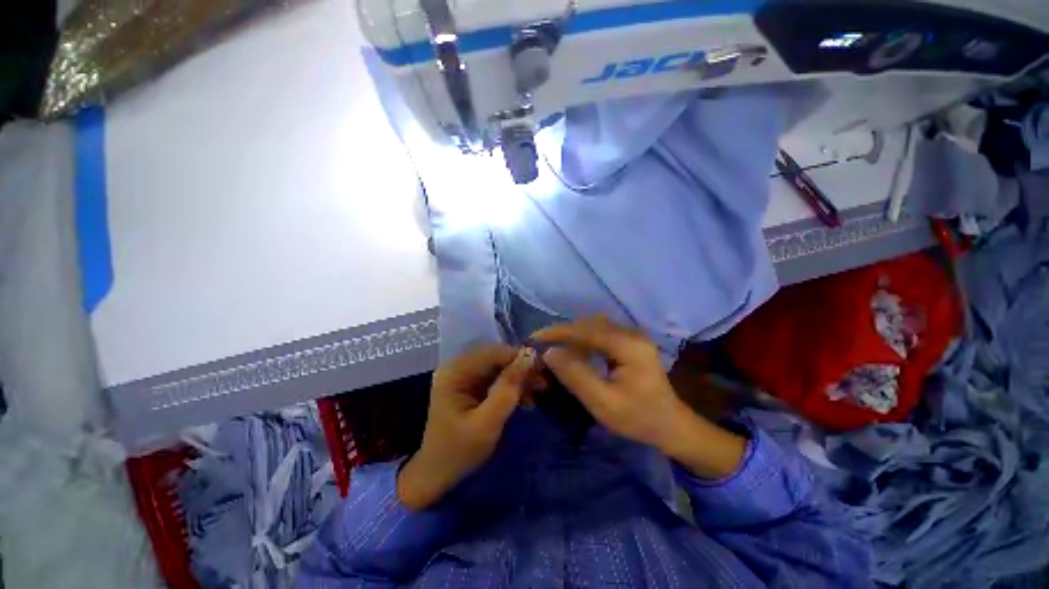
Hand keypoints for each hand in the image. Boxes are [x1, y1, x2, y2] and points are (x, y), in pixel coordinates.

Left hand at [398, 346, 535, 510]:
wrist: (437, 476)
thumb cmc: (459, 452)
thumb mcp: (487, 423)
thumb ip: (507, 389)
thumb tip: (529, 357)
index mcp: (454, 373)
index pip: (491, 353)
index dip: (518, 356)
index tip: (543, 368)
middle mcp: (457, 367)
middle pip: (495, 357)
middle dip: (520, 367)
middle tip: (543, 381)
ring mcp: (463, 376)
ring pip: (498, 366)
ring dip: (519, 376)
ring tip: (540, 389)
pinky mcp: (470, 386)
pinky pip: (496, 377)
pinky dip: (512, 385)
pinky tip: (526, 397)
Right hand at [532, 317, 746, 479]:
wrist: (671, 426)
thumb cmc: (639, 418)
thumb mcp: (603, 402)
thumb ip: (576, 375)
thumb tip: (549, 353)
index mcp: (628, 346)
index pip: (586, 330)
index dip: (558, 332)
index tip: (535, 338)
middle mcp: (631, 334)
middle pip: (589, 325)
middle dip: (562, 332)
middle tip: (540, 343)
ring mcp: (632, 337)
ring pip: (593, 328)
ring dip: (571, 335)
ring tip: (553, 347)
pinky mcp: (630, 343)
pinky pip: (600, 335)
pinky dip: (582, 340)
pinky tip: (573, 351)